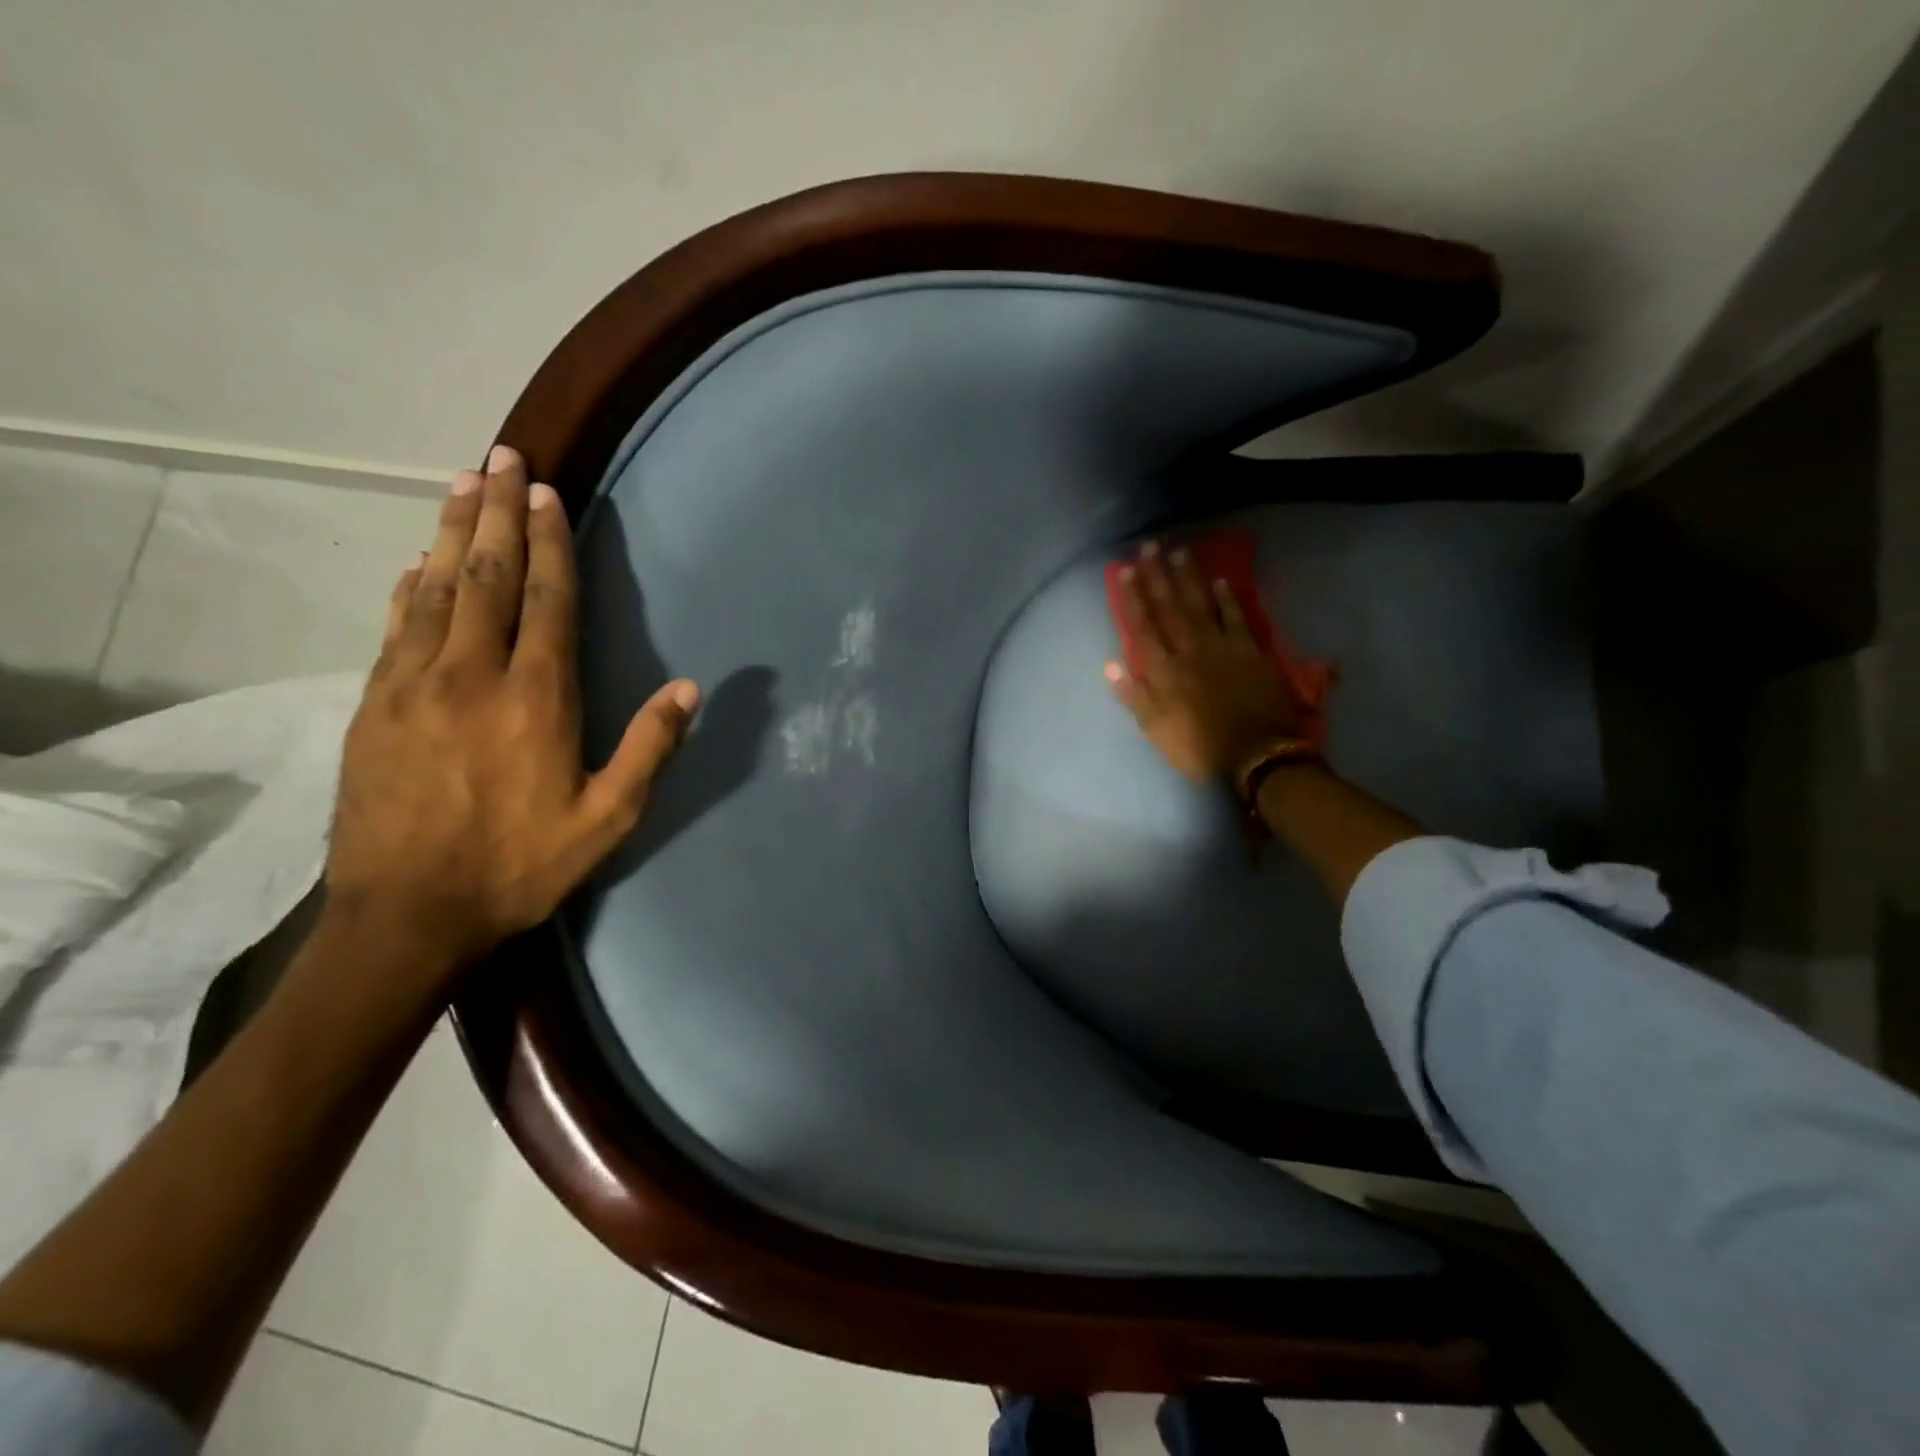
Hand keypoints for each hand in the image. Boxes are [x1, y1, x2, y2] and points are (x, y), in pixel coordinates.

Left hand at [325, 445, 698, 974]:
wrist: (407, 915)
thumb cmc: (521, 865)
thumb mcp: (608, 819)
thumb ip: (650, 748)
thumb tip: (691, 689)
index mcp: (535, 699)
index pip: (546, 601)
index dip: (548, 542)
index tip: (546, 492)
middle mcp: (472, 675)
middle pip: (485, 576)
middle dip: (496, 512)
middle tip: (500, 457)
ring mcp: (413, 685)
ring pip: (434, 588)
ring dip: (449, 531)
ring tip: (460, 482)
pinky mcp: (374, 705)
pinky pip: (396, 627)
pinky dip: (409, 586)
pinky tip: (415, 561)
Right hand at [1107, 540, 1301, 782]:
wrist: (1257, 755)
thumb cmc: (1200, 748)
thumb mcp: (1157, 730)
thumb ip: (1134, 696)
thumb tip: (1110, 664)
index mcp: (1164, 671)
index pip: (1144, 627)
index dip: (1134, 598)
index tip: (1126, 570)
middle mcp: (1189, 650)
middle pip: (1170, 607)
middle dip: (1158, 575)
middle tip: (1149, 545)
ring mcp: (1222, 647)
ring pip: (1201, 604)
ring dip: (1189, 577)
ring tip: (1179, 551)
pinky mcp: (1250, 651)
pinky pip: (1236, 617)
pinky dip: (1228, 599)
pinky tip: (1219, 580)